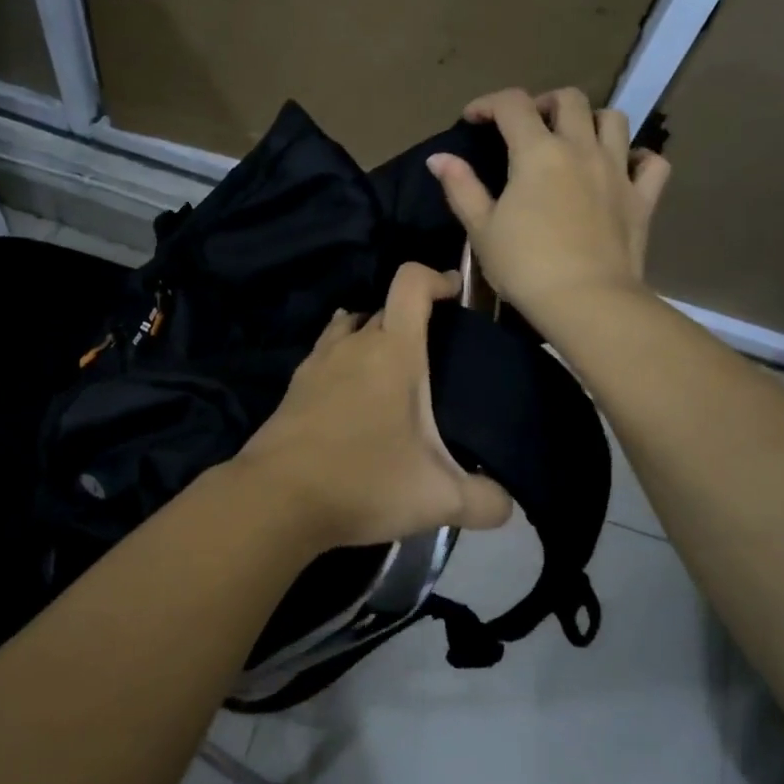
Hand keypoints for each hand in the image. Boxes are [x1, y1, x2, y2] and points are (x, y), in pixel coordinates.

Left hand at [234, 263, 512, 548]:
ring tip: (393, 369)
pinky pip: (326, 353)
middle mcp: (353, 344)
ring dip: (373, 336)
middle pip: (385, 308)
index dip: (435, 277)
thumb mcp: (438, 500)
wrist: (276, 499)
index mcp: (393, 351)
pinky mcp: (295, 385)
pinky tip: (353, 393)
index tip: (453, 293)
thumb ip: (485, 502)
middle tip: (435, 355)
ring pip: (350, 328)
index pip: (410, 283)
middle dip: (412, 319)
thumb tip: (507, 505)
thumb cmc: (364, 483)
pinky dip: (344, 359)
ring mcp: (318, 362)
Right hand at [427, 87, 669, 323]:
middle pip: (569, 99)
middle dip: (543, 103)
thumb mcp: (481, 229)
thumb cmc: (525, 266)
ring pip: (614, 120)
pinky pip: (651, 162)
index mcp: (537, 153)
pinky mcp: (643, 198)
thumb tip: (438, 158)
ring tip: (574, 140)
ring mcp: (618, 170)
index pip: (512, 105)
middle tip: (527, 126)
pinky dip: (638, 157)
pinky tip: (622, 168)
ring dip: (591, 120)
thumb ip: (461, 187)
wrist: (586, 301)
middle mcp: (581, 149)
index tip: (473, 119)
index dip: (488, 103)